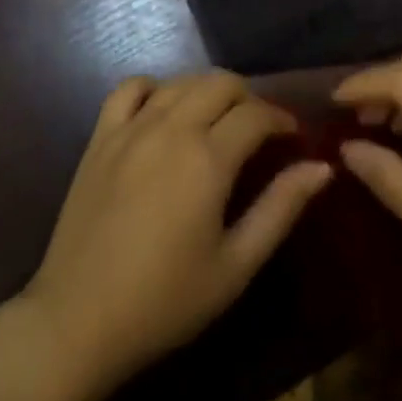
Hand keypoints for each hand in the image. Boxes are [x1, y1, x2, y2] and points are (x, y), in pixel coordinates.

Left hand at [18, 72, 332, 392]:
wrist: (79, 320)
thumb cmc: (166, 302)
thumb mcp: (236, 265)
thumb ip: (280, 208)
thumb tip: (322, 167)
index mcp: (207, 158)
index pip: (256, 114)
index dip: (282, 119)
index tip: (294, 137)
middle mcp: (171, 128)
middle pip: (220, 82)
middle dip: (249, 97)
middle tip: (259, 129)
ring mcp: (131, 127)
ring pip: (180, 80)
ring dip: (207, 90)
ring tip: (218, 119)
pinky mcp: (101, 136)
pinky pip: (130, 88)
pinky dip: (154, 87)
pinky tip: (163, 109)